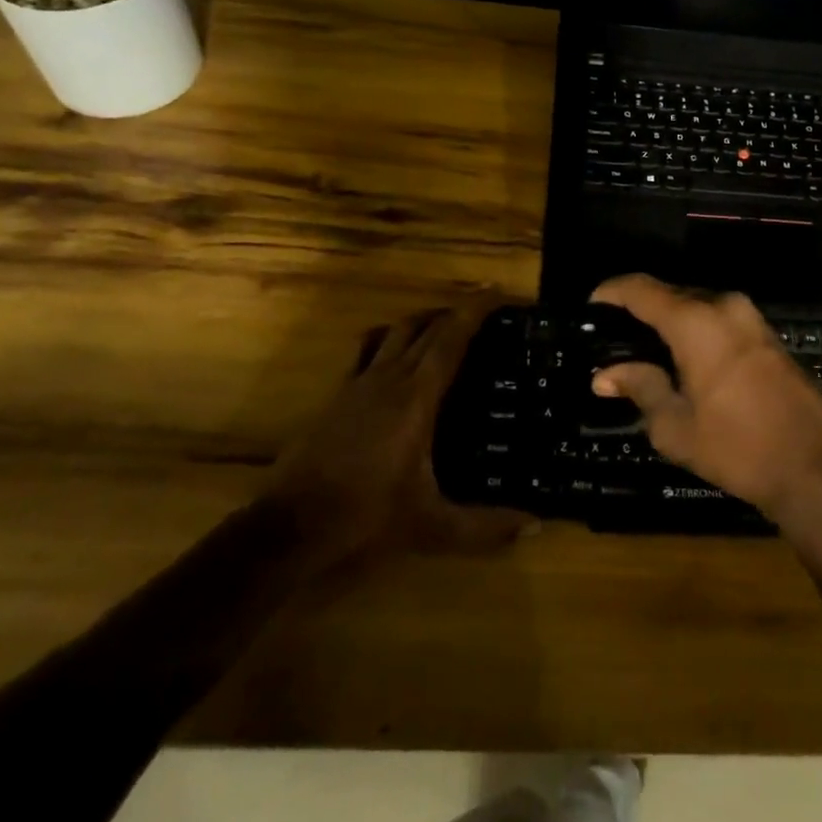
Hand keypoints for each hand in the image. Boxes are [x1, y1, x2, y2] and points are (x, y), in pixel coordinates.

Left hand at [268, 298, 534, 559]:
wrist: (287, 530)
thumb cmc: (364, 519)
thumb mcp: (431, 527)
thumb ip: (484, 526)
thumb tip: (535, 525)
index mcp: (415, 397)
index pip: (451, 338)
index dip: (475, 310)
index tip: (498, 291)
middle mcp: (387, 378)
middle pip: (425, 327)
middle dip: (455, 311)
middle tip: (484, 311)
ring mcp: (356, 384)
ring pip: (394, 332)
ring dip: (422, 321)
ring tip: (444, 326)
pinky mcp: (335, 397)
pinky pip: (366, 351)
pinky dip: (388, 340)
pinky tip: (394, 358)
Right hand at [590, 274, 821, 522]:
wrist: (811, 467)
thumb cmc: (736, 447)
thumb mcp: (675, 425)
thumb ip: (639, 387)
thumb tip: (604, 375)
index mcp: (696, 321)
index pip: (641, 289)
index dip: (611, 292)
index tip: (591, 307)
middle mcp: (724, 306)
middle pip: (670, 293)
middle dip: (640, 309)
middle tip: (614, 337)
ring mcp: (750, 317)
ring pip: (696, 305)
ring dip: (670, 320)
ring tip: (645, 349)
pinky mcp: (766, 334)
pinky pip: (719, 319)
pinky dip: (696, 329)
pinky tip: (683, 358)